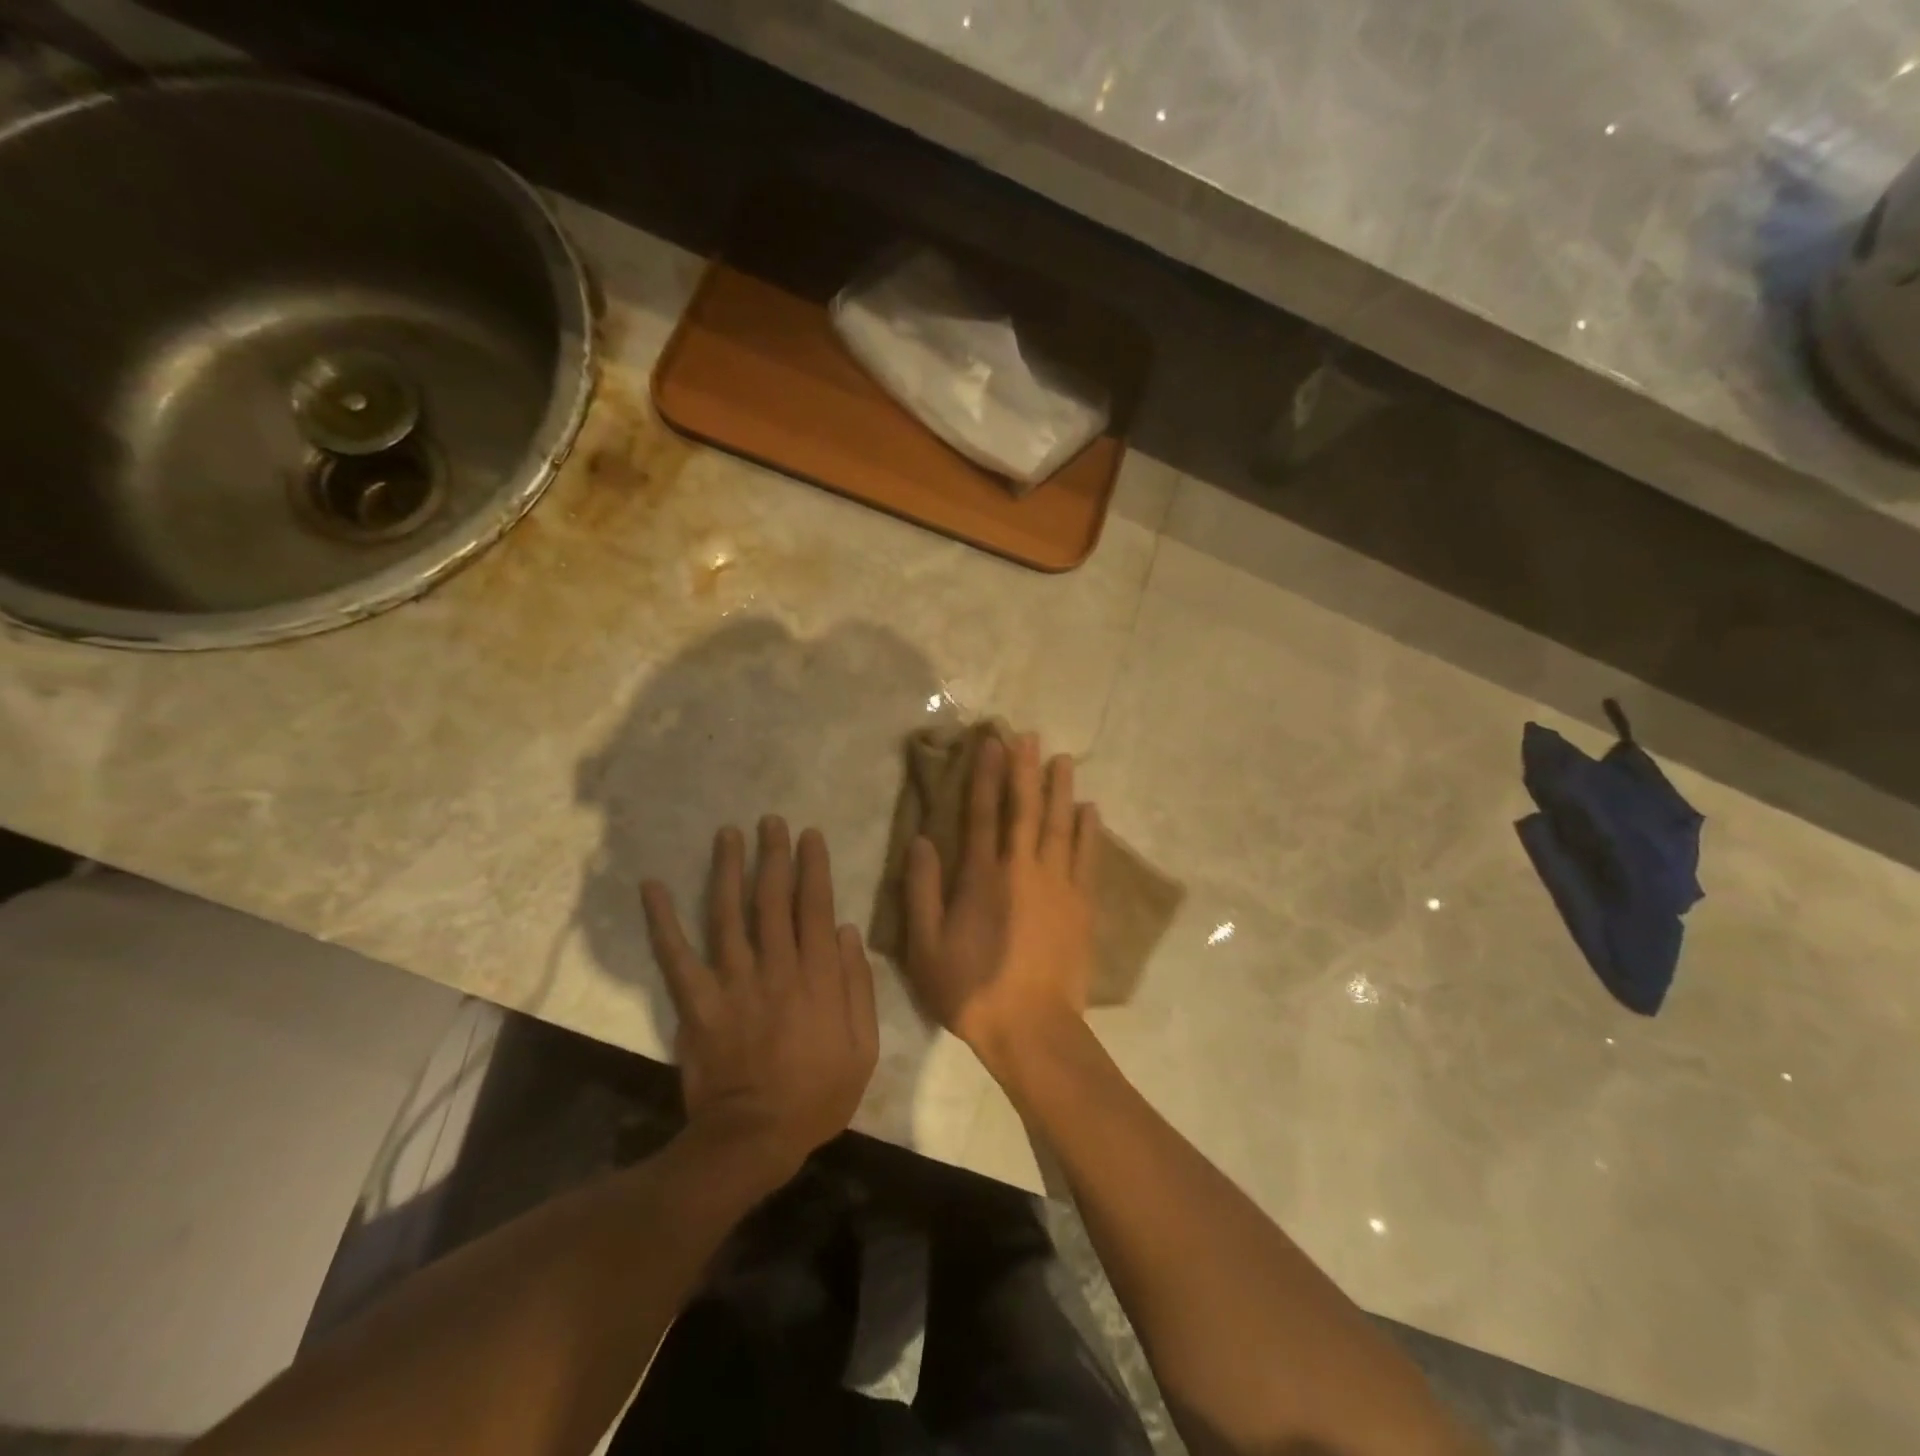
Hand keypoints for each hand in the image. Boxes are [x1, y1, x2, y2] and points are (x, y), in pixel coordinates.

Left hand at [641, 818, 878, 1178]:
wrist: (755, 1137)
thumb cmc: (818, 1094)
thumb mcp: (864, 1046)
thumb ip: (858, 986)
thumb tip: (847, 931)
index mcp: (818, 976)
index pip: (815, 907)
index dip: (813, 867)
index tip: (809, 835)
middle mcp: (776, 967)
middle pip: (773, 900)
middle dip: (773, 856)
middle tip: (769, 821)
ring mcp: (733, 982)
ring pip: (729, 914)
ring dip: (728, 870)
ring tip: (727, 834)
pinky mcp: (697, 1002)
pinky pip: (677, 956)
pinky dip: (662, 921)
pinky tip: (651, 887)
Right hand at [903, 734, 1099, 1072]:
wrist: (1031, 1029)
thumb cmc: (971, 988)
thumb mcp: (926, 946)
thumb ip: (922, 890)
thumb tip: (921, 840)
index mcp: (982, 877)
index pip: (983, 813)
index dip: (986, 775)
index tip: (992, 743)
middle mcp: (1022, 869)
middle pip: (1025, 809)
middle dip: (1026, 770)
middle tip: (1030, 736)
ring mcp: (1058, 885)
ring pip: (1060, 825)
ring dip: (1061, 790)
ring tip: (1064, 759)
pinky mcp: (1082, 905)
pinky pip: (1087, 858)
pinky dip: (1088, 831)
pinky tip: (1090, 810)